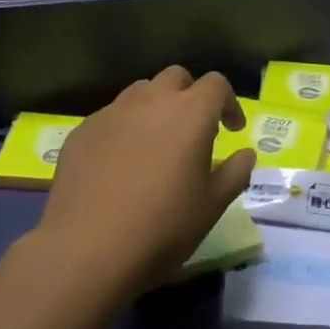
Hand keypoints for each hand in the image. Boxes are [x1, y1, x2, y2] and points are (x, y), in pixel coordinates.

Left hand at [34, 66, 255, 294]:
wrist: (86, 250)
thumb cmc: (161, 228)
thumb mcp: (211, 206)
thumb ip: (235, 173)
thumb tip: (246, 154)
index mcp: (190, 113)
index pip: (217, 84)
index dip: (228, 103)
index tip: (231, 130)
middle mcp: (151, 101)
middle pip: (176, 77)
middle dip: (190, 95)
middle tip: (193, 131)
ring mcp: (112, 112)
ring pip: (140, 92)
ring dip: (155, 108)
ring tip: (155, 143)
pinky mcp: (83, 130)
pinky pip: (111, 117)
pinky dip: (124, 129)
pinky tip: (119, 164)